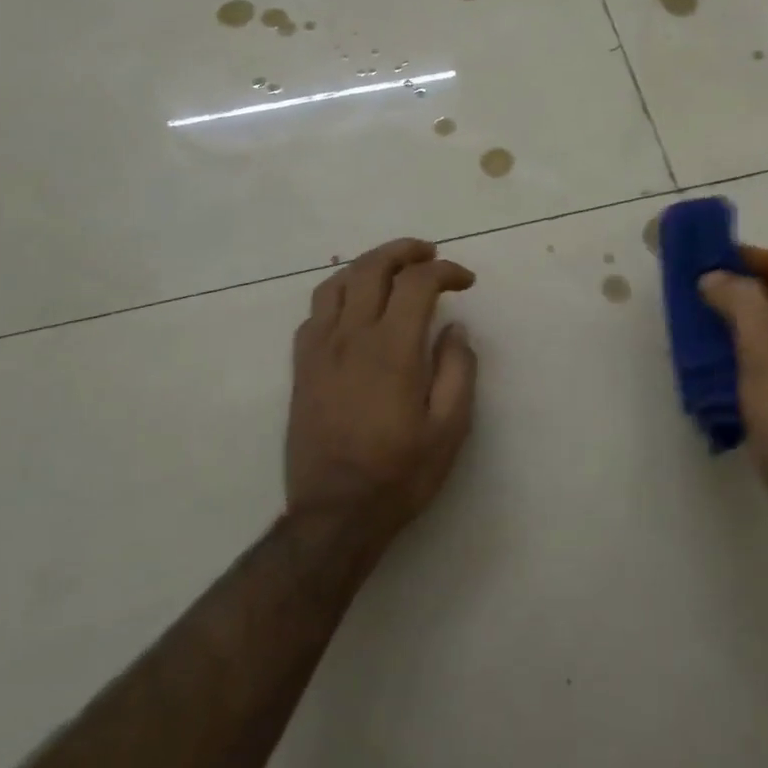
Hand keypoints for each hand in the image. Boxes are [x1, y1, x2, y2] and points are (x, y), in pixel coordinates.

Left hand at [287, 238, 477, 543]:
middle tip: (430, 255)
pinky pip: (315, 311)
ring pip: (337, 282)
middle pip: (372, 267)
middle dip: (405, 251)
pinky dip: (339, 294)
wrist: (334, 516)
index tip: (465, 281)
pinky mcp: (302, 367)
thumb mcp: (449, 429)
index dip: (445, 271)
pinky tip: (354, 308)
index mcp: (391, 349)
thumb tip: (455, 329)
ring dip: (368, 265)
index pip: (417, 283)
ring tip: (392, 271)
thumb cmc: (399, 474)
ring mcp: (319, 349)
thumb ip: (457, 370)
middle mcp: (351, 337)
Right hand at [699, 247, 767, 560]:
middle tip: (689, 291)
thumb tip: (714, 277)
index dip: (748, 255)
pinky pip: (757, 367)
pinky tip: (704, 373)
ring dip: (728, 324)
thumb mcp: (766, 349)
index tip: (705, 256)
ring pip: (762, 334)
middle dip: (732, 288)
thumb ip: (741, 303)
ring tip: (688, 328)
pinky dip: (731, 359)